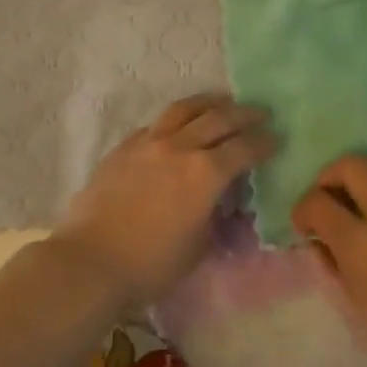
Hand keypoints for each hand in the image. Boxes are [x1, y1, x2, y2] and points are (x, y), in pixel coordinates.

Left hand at [53, 94, 276, 302]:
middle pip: (218, 119)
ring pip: (183, 110)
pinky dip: (174, 122)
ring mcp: (147, 143)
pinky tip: (177, 127)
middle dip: (244, 114)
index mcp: (205, 173)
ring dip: (208, 103)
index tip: (276, 138)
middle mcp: (179, 147)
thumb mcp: (199, 247)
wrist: (91, 261)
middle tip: (260, 113)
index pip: (244, 148)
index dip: (264, 142)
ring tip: (221, 102)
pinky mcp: (123, 148)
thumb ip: (216, 217)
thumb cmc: (151, 265)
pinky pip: (155, 125)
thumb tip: (223, 202)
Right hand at [292, 155, 366, 366]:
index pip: (318, 202)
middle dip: (330, 176)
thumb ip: (330, 268)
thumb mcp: (352, 310)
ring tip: (364, 195)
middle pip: (352, 166)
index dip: (303, 209)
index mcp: (359, 243)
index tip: (304, 226)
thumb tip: (317, 243)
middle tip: (329, 199)